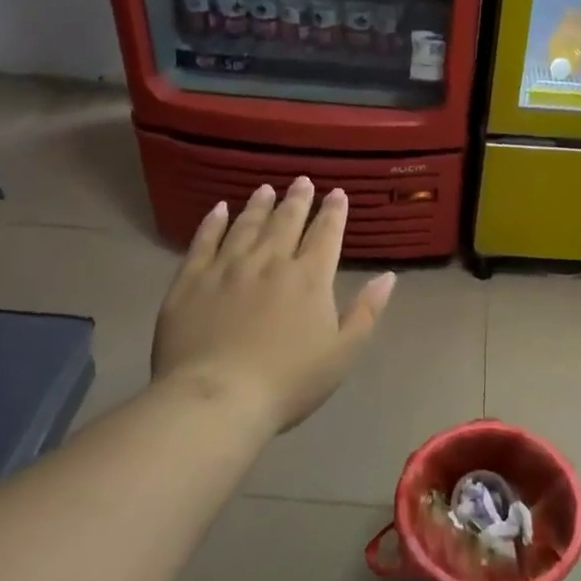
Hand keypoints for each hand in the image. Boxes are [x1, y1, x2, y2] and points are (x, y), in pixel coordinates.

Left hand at [153, 178, 395, 434]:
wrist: (216, 399)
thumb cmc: (288, 382)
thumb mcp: (342, 354)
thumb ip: (366, 312)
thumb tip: (388, 276)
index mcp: (309, 278)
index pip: (325, 234)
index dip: (333, 212)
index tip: (338, 193)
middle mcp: (270, 261)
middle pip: (286, 222)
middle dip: (298, 200)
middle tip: (302, 181)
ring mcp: (227, 267)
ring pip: (247, 225)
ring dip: (259, 205)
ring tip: (266, 188)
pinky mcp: (191, 279)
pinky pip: (204, 240)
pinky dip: (213, 222)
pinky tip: (218, 208)